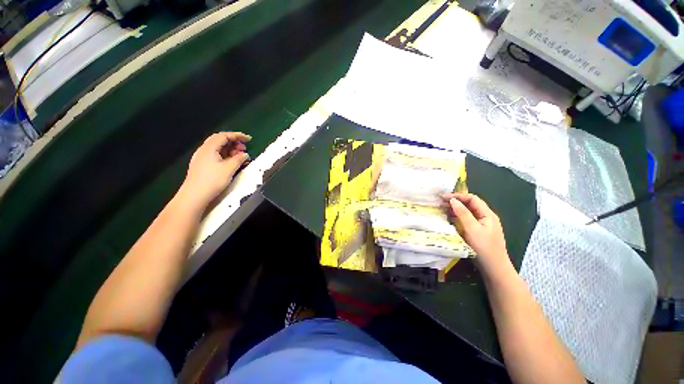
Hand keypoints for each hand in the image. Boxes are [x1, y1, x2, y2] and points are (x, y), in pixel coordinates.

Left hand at [180, 132, 250, 208]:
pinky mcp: (202, 165)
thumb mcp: (229, 169)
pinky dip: (225, 155)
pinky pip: (216, 155)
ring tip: (240, 156)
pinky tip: (231, 162)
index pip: (224, 136)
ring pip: (218, 148)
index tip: (249, 139)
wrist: (194, 195)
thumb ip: (238, 159)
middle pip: (220, 140)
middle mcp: (204, 150)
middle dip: (234, 142)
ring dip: (230, 149)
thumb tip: (244, 154)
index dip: (237, 136)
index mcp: (209, 148)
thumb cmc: (212, 180)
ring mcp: (202, 158)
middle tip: (244, 148)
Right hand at [442, 193, 511, 276]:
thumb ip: (462, 213)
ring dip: (455, 209)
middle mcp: (485, 217)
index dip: (458, 196)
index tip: (444, 197)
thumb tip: (452, 200)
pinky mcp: (477, 231)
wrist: (494, 268)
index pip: (472, 199)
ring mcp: (481, 225)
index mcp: (487, 214)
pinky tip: (449, 218)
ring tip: (442, 209)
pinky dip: (457, 217)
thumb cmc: (484, 247)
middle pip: (470, 204)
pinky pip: (466, 220)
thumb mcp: (472, 229)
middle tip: (441, 202)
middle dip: (456, 201)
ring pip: (467, 212)